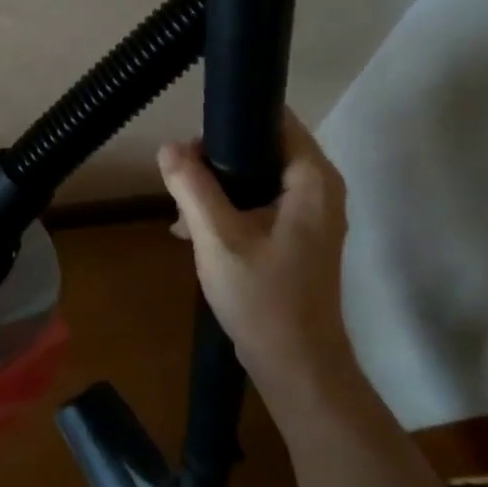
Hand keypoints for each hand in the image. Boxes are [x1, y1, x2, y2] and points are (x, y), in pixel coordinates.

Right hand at [158, 108, 350, 386]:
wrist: (295, 365)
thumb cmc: (262, 297)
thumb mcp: (217, 237)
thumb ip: (191, 186)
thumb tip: (168, 147)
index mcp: (312, 180)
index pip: (276, 121)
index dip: (232, 122)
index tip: (193, 142)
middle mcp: (319, 190)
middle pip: (262, 149)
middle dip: (216, 161)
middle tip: (181, 183)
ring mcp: (310, 216)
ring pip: (256, 180)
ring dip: (217, 189)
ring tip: (181, 212)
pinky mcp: (297, 239)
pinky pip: (259, 206)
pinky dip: (228, 211)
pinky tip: (194, 233)